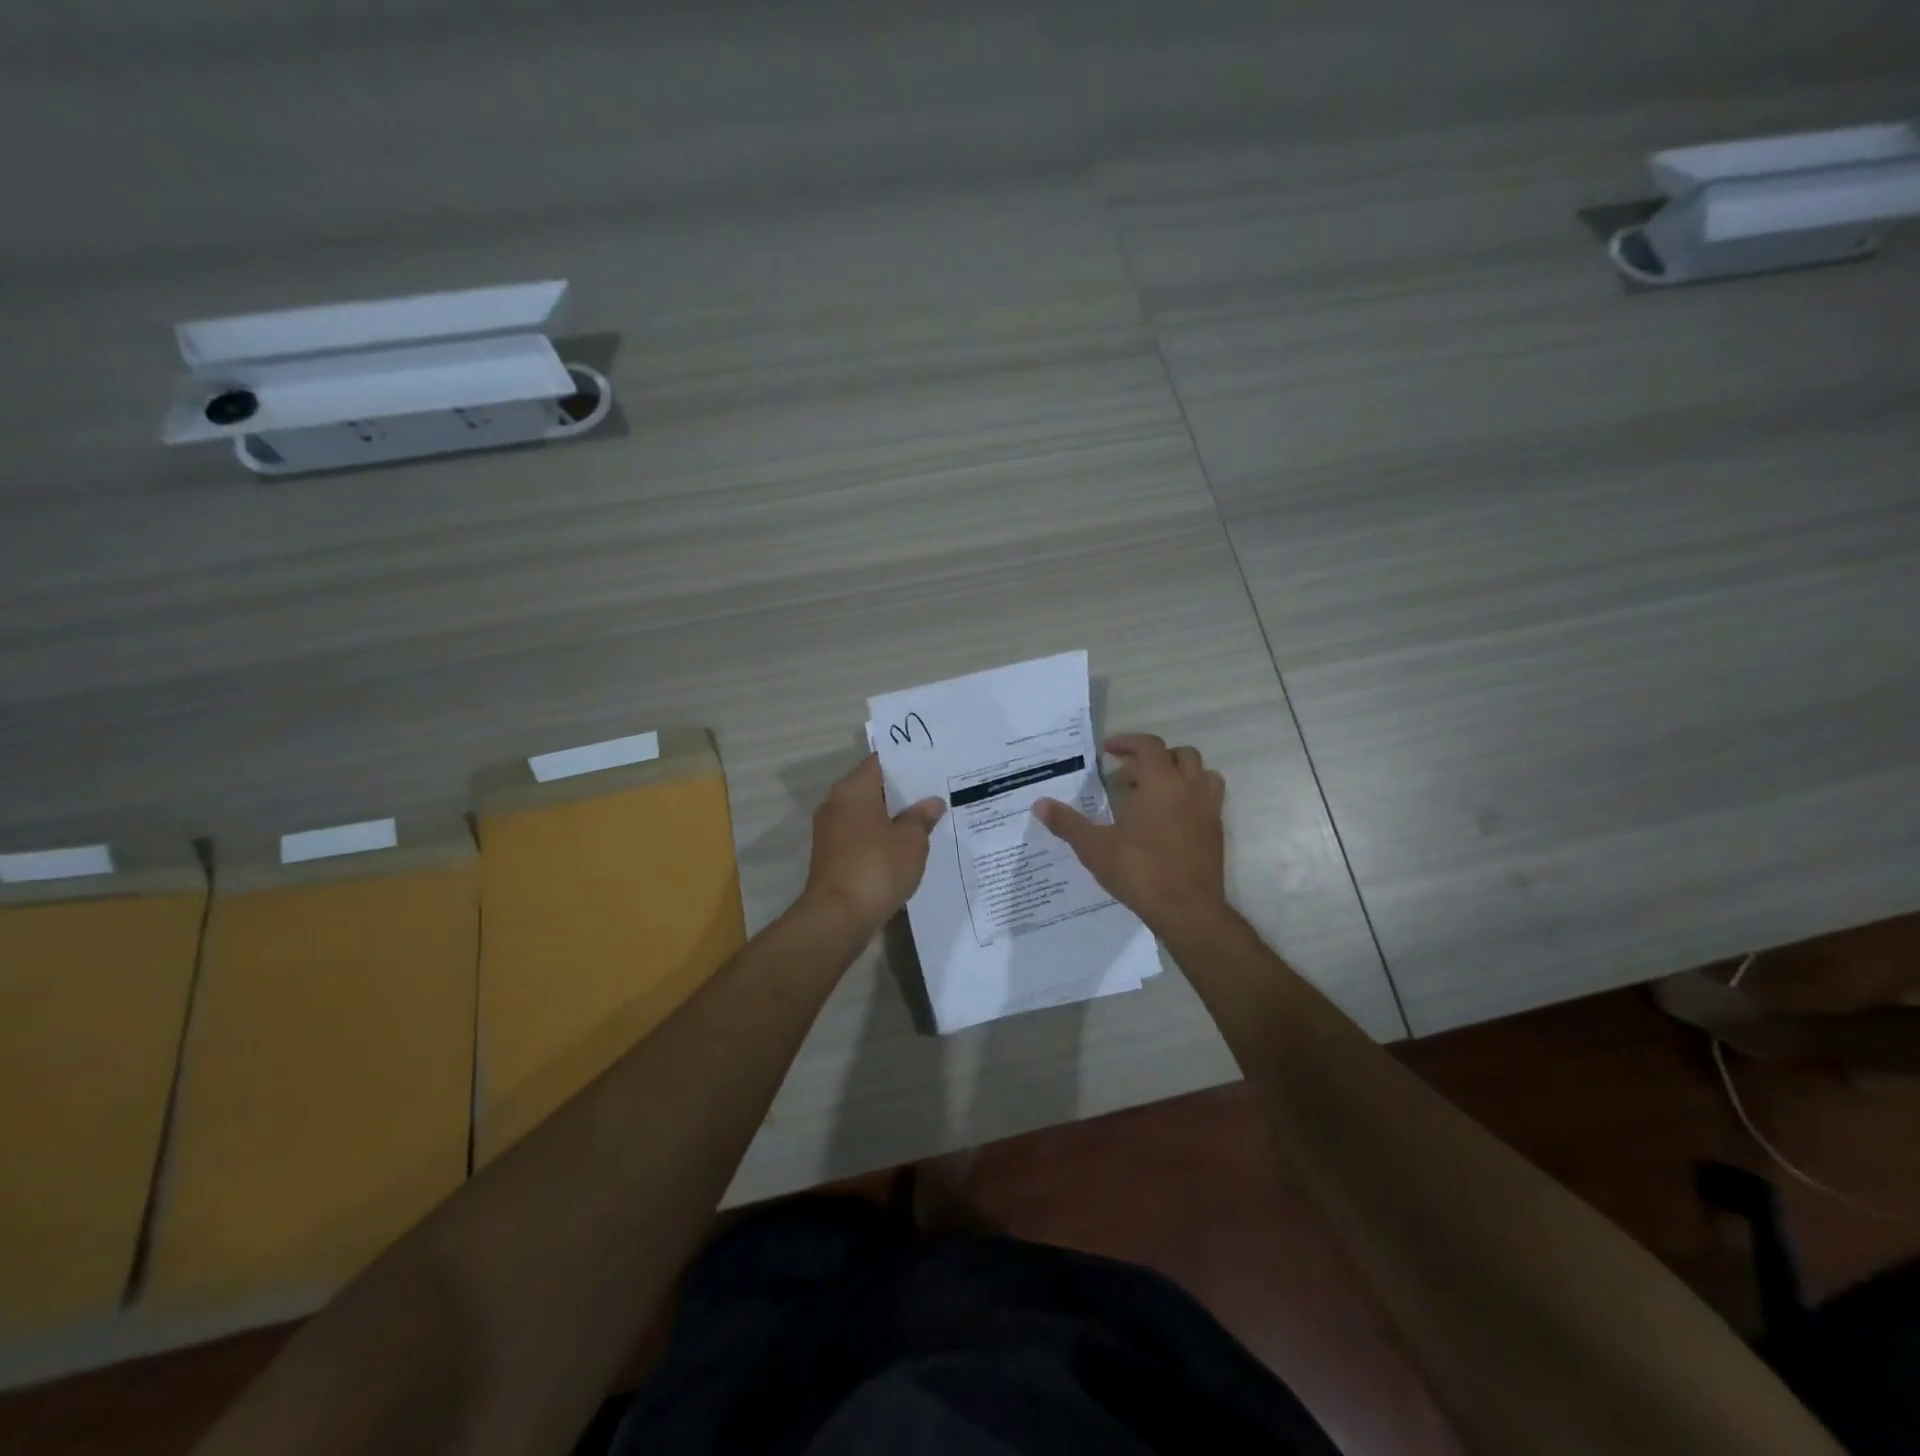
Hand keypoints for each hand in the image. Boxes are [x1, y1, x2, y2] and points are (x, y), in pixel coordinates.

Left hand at [802, 754, 946, 934]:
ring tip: (926, 821)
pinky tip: (904, 848)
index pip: (880, 762)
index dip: (906, 763)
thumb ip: (922, 818)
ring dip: (891, 818)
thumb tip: (932, 802)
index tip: (931, 767)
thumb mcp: (912, 841)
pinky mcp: (831, 857)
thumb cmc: (877, 867)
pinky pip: (860, 837)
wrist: (838, 918)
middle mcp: (836, 803)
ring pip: (866, 814)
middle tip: (935, 793)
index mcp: (853, 789)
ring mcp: (830, 831)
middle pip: (872, 788)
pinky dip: (880, 839)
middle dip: (901, 793)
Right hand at [1033, 734, 1226, 935]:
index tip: (1108, 750)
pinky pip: (1209, 799)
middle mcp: (1189, 789)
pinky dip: (1190, 796)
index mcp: (1161, 783)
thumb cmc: (1139, 871)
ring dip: (1179, 774)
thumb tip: (1039, 804)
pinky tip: (1169, 818)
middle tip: (1127, 774)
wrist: (1187, 910)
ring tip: (1153, 791)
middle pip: (1180, 755)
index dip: (1127, 742)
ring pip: (1202, 774)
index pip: (1148, 745)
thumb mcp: (1095, 847)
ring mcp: (1208, 810)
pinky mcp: (1217, 832)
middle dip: (1152, 758)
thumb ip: (1068, 823)